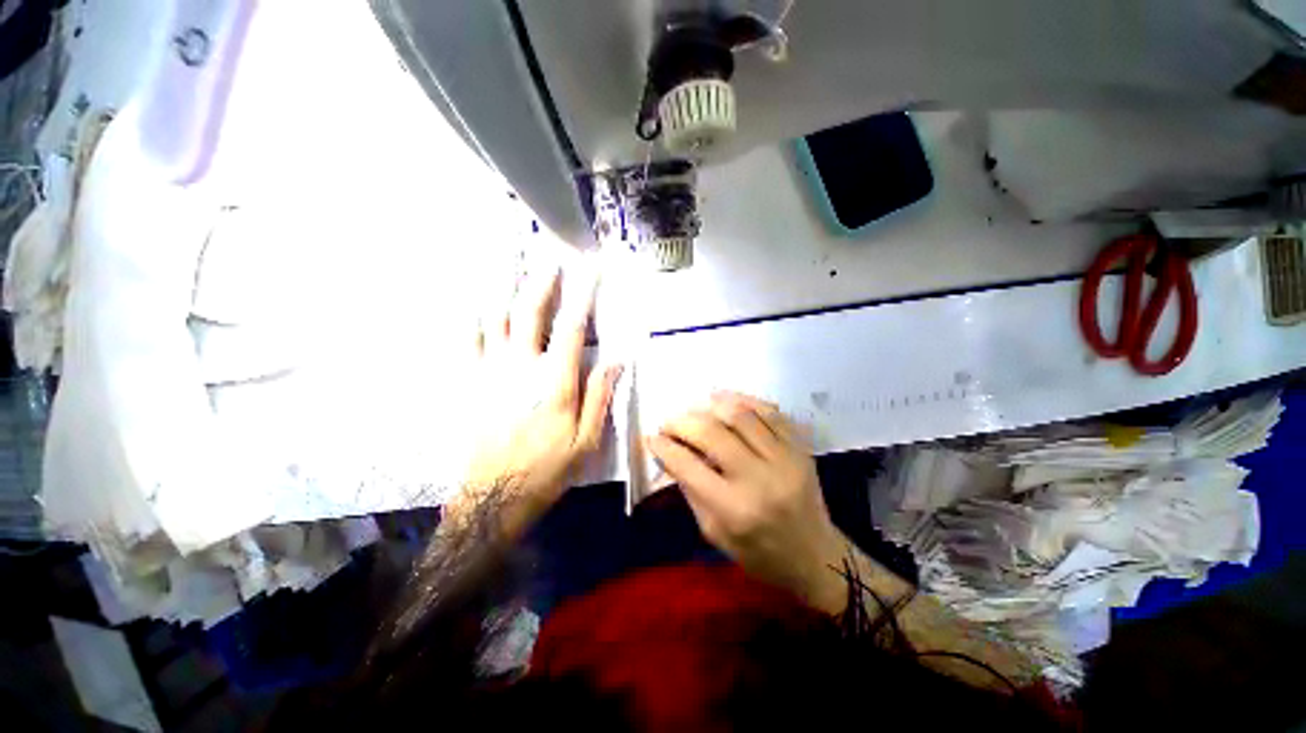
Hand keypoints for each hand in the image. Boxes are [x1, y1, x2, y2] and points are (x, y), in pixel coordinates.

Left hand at [465, 265, 620, 533]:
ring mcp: (490, 371)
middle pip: (529, 312)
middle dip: (541, 279)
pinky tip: (474, 298)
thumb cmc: (547, 468)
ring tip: (510, 260)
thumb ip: (601, 396)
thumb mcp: (587, 440)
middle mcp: (521, 367)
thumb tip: (618, 360)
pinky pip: (468, 340)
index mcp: (555, 381)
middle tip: (549, 256)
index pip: (573, 327)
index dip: (583, 294)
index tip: (590, 269)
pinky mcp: (470, 382)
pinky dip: (472, 316)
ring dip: (505, 287)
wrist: (494, 496)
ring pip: (495, 317)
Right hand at [647, 391, 846, 610]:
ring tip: (695, 409)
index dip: (664, 447)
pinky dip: (743, 401)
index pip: (688, 465)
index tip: (652, 438)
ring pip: (740, 415)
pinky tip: (725, 400)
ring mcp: (784, 459)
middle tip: (669, 422)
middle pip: (711, 433)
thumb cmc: (759, 553)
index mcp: (734, 509)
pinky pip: (769, 412)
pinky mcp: (799, 448)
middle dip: (682, 422)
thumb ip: (691, 490)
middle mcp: (759, 479)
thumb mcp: (714, 533)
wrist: (816, 556)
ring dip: (710, 406)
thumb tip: (670, 454)